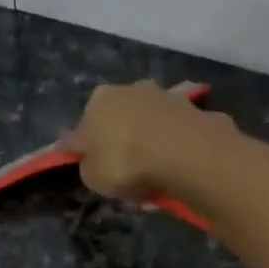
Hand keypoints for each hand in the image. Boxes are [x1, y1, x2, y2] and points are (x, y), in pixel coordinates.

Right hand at [62, 80, 235, 200]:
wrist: (180, 150)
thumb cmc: (125, 163)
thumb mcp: (93, 178)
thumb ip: (88, 166)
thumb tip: (91, 161)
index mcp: (96, 102)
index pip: (81, 131)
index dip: (83, 152)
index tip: (91, 168)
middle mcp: (125, 89)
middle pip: (116, 122)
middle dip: (119, 144)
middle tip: (126, 174)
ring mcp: (158, 94)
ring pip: (145, 124)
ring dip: (146, 143)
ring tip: (153, 173)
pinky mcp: (187, 104)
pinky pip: (171, 129)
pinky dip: (170, 141)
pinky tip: (173, 161)